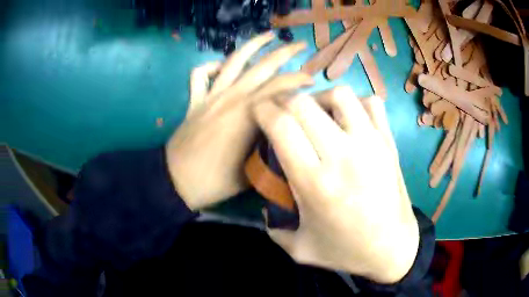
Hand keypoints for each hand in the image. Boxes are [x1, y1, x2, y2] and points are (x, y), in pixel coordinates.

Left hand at [166, 32, 312, 210]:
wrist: (178, 180)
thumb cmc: (216, 180)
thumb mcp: (252, 168)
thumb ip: (269, 146)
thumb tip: (282, 132)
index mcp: (248, 114)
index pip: (281, 87)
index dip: (300, 80)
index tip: (313, 80)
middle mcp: (232, 97)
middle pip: (263, 66)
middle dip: (286, 52)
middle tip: (301, 45)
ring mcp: (211, 96)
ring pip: (234, 61)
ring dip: (253, 45)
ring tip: (268, 35)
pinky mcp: (195, 101)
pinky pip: (200, 75)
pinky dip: (210, 67)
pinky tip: (220, 65)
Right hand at [253, 86, 418, 283]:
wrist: (393, 248)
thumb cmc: (346, 251)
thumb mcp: (300, 249)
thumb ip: (273, 227)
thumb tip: (264, 206)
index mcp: (315, 183)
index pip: (281, 125)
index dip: (263, 111)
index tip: (259, 112)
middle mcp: (343, 155)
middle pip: (303, 103)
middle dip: (283, 101)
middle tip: (281, 112)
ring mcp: (371, 144)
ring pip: (339, 95)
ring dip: (320, 98)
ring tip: (317, 114)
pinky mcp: (389, 142)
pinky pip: (371, 103)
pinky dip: (355, 104)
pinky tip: (349, 120)